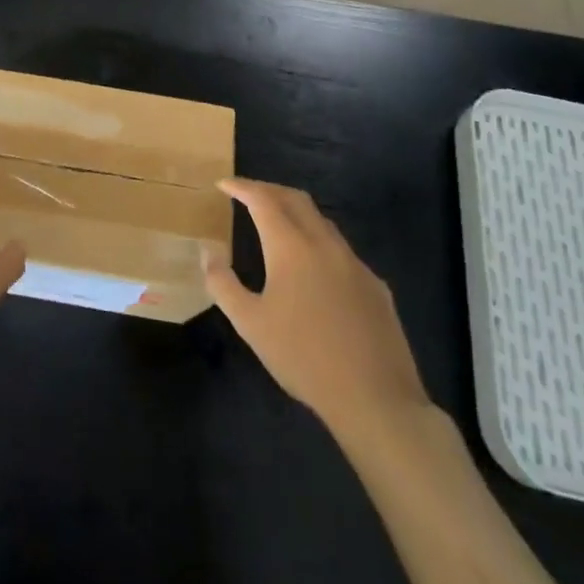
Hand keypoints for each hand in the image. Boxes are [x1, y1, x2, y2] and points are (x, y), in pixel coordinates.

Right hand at [205, 179, 431, 439]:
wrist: (375, 399)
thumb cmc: (303, 358)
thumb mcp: (250, 324)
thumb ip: (223, 283)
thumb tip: (207, 251)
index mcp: (292, 247)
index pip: (263, 200)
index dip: (242, 187)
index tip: (223, 184)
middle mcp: (325, 244)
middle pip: (295, 199)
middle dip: (268, 190)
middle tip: (247, 194)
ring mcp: (355, 263)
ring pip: (322, 222)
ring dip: (296, 213)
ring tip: (277, 225)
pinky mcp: (375, 285)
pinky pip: (341, 250)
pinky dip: (318, 243)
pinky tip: (313, 270)